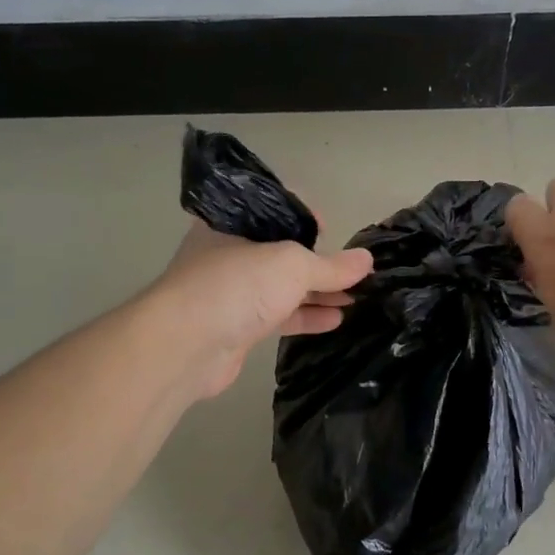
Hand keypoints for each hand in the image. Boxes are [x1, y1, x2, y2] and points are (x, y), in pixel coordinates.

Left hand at [150, 221, 373, 397]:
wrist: (187, 345)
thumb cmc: (237, 285)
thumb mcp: (292, 265)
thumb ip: (331, 266)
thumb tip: (367, 261)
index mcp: (233, 223)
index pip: (273, 210)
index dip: (305, 216)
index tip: (331, 230)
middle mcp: (229, 253)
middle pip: (281, 252)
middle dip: (319, 262)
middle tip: (353, 272)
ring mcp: (232, 292)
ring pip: (282, 287)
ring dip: (318, 292)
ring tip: (356, 297)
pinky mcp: (237, 327)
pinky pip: (278, 316)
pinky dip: (306, 316)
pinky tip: (336, 320)